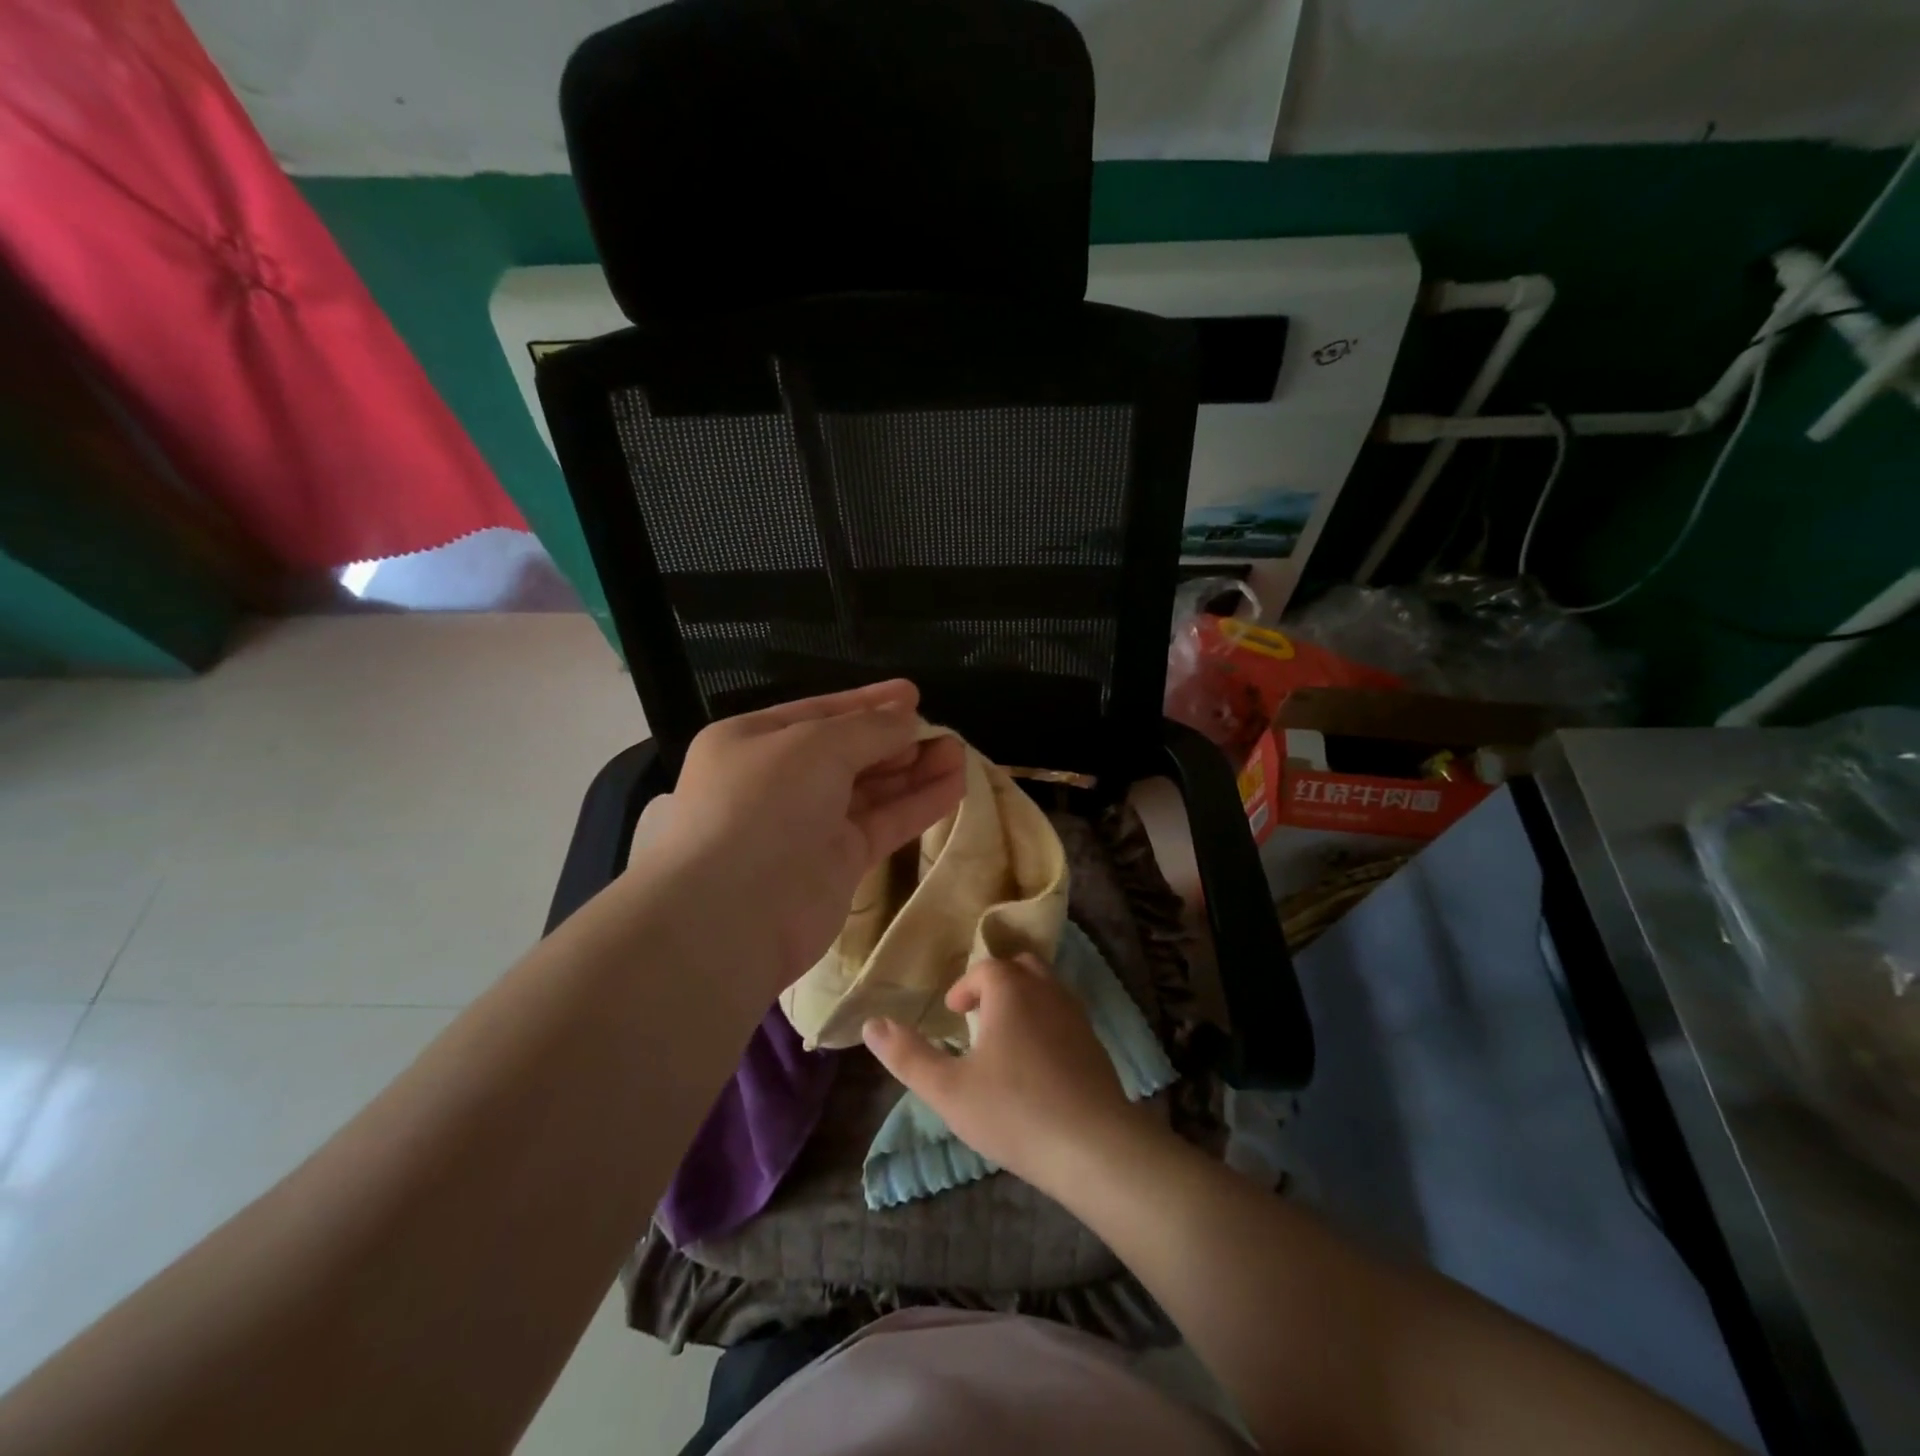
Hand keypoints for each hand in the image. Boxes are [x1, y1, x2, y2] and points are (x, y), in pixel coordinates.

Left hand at [639, 681, 966, 994]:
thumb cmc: (763, 805)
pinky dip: (916, 805)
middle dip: (896, 739)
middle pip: (849, 752)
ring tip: (959, 753)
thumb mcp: (815, 745)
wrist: (733, 914)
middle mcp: (779, 781)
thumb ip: (869, 728)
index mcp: (754, 742)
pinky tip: (954, 787)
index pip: (820, 712)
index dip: (868, 702)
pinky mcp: (837, 864)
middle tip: (943, 730)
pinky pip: (883, 824)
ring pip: (871, 790)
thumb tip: (907, 718)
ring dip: (914, 771)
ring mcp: (808, 825)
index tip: (913, 694)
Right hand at [862, 955, 1148, 1193]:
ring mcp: (1077, 1015)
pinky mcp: (1095, 1044)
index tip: (952, 1013)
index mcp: (1011, 990)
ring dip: (1023, 1002)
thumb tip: (872, 1024)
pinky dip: (1045, 1024)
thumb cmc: (1014, 1111)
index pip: (985, 969)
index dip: (965, 987)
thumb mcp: (948, 1089)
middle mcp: (1047, 990)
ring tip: (1003, 1042)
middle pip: (1021, 968)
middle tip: (978, 1018)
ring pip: (1047, 989)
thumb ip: (908, 1056)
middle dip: (997, 985)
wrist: (1095, 1146)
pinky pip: (1064, 1016)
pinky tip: (1036, 1066)